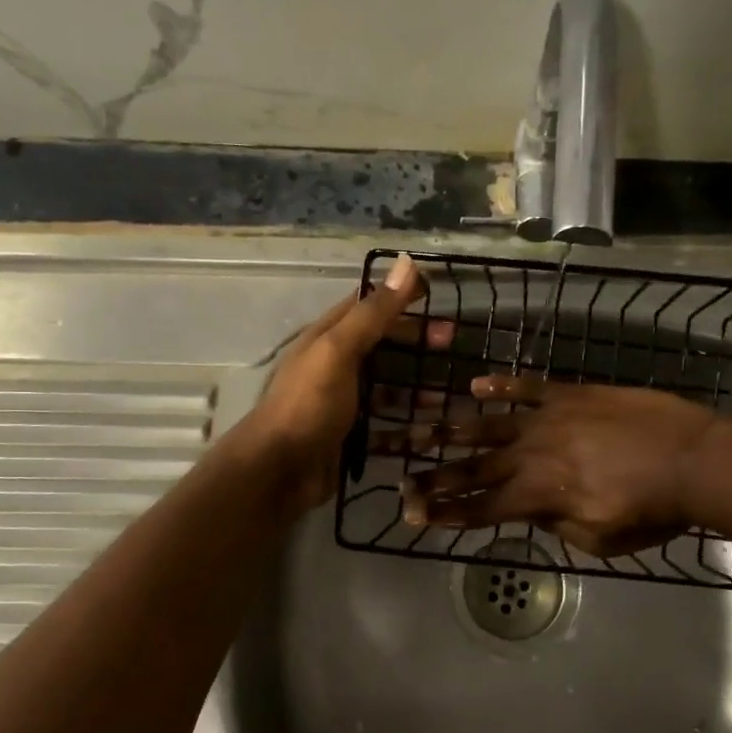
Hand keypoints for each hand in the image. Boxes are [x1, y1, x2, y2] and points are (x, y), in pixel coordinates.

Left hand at [241, 254, 451, 513]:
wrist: (278, 471)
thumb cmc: (309, 405)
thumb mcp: (340, 350)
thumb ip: (374, 312)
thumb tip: (407, 262)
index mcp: (328, 338)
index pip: (369, 306)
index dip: (400, 297)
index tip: (437, 296)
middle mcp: (335, 366)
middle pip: (382, 346)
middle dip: (416, 342)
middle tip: (452, 343)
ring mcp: (343, 404)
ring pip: (387, 389)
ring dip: (417, 388)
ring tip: (451, 393)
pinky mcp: (350, 437)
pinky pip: (386, 427)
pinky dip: (408, 428)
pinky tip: (432, 431)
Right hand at [396, 377, 719, 557]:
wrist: (693, 458)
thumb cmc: (652, 509)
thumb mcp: (601, 539)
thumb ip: (557, 526)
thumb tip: (530, 513)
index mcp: (538, 496)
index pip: (480, 508)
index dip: (444, 513)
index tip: (411, 514)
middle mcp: (532, 455)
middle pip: (474, 469)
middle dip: (434, 476)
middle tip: (400, 478)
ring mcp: (549, 419)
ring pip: (490, 425)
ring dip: (451, 430)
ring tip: (418, 427)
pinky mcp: (571, 394)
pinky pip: (529, 388)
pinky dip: (502, 386)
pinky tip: (477, 385)